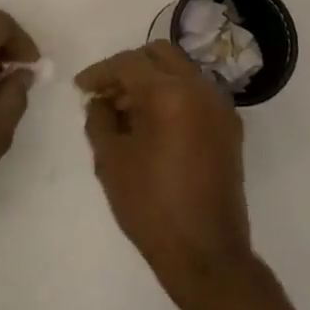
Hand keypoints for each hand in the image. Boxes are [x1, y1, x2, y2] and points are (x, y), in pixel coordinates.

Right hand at [78, 42, 253, 290]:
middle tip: (106, 92)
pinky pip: (195, 94)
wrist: (207, 256)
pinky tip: (152, 125)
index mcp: (170, 93)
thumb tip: (100, 101)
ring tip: (125, 111)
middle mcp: (200, 89)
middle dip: (128, 67)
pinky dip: (172, 96)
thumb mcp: (111, 160)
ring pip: (180, 71)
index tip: (80, 87)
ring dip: (151, 80)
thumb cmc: (151, 207)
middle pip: (159, 54)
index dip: (100, 72)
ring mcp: (220, 107)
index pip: (128, 63)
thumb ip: (100, 119)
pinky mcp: (229, 128)